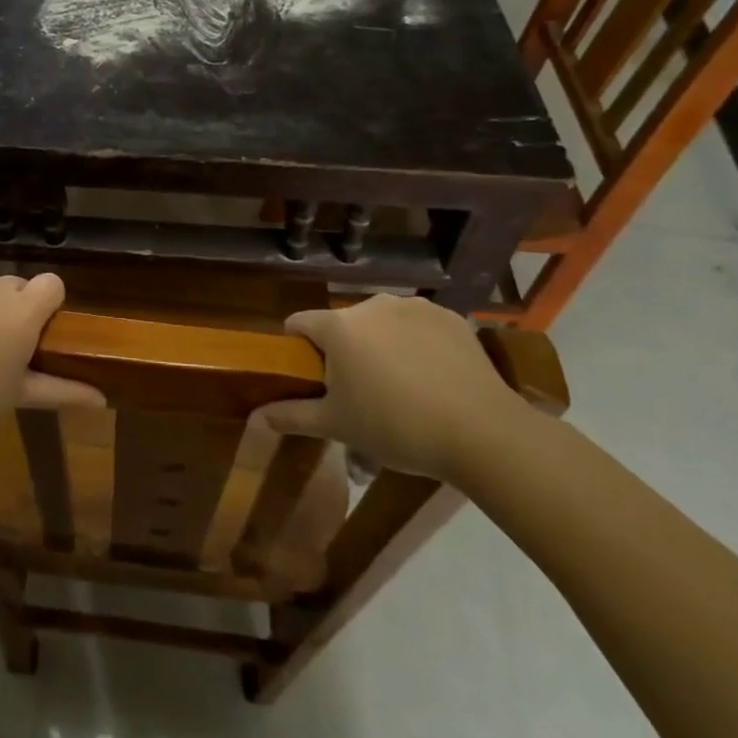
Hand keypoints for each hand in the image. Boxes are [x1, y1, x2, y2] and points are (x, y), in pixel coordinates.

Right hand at [257, 294, 529, 479]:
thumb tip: (255, 418)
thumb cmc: (397, 427)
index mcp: (338, 327)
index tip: (310, 378)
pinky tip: (434, 377)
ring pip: (381, 323)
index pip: (299, 324)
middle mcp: (371, 305)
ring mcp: (412, 306)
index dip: (297, 348)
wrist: (482, 432)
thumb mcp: (339, 427)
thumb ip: (292, 416)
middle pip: (343, 324)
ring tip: (403, 387)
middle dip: (344, 351)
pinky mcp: (448, 315)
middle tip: (361, 393)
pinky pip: (418, 325)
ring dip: (381, 345)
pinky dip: (417, 343)